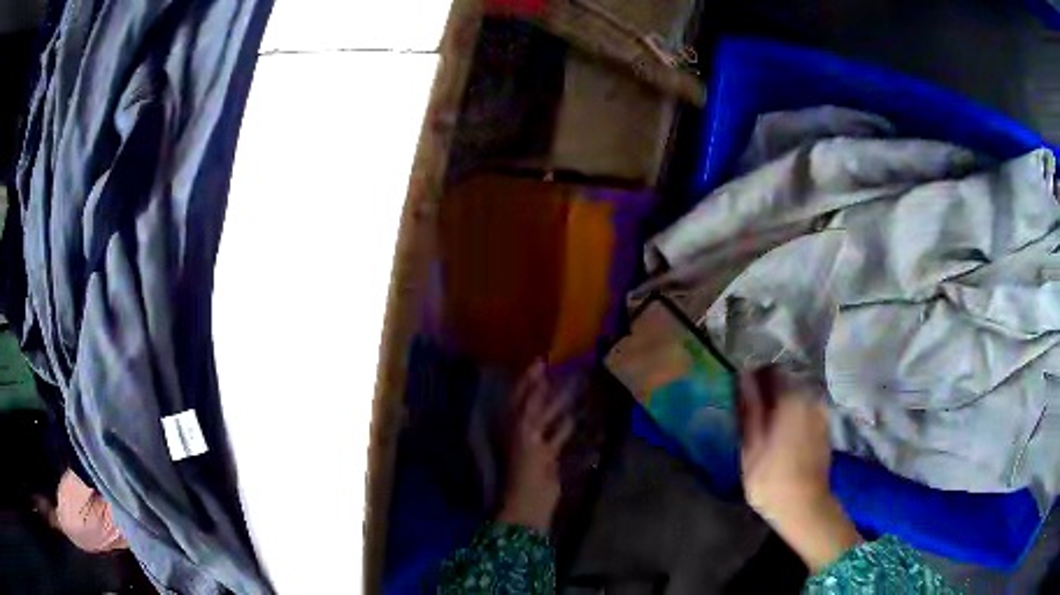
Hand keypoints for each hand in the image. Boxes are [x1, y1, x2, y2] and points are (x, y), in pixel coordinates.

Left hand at [497, 361, 574, 533]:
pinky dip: (568, 426)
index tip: (542, 360)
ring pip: (550, 418)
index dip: (529, 379)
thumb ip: (531, 411)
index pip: (521, 396)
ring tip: (577, 386)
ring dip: (562, 404)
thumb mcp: (526, 437)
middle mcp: (524, 431)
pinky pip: (559, 436)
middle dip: (550, 388)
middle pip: (538, 404)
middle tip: (567, 369)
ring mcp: (537, 444)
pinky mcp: (550, 457)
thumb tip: (539, 384)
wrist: (529, 503)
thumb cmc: (525, 471)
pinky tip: (578, 415)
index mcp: (514, 426)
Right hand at [739, 367, 860, 571]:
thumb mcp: (751, 445)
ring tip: (765, 427)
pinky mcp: (825, 427)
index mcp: (790, 398)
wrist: (805, 506)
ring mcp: (821, 412)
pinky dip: (793, 416)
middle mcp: (810, 397)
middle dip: (769, 392)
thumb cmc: (771, 478)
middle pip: (786, 382)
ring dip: (781, 405)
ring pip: (796, 397)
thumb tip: (743, 377)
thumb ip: (749, 408)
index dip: (754, 378)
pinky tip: (782, 437)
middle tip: (751, 414)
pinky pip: (805, 410)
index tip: (742, 394)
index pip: (771, 370)